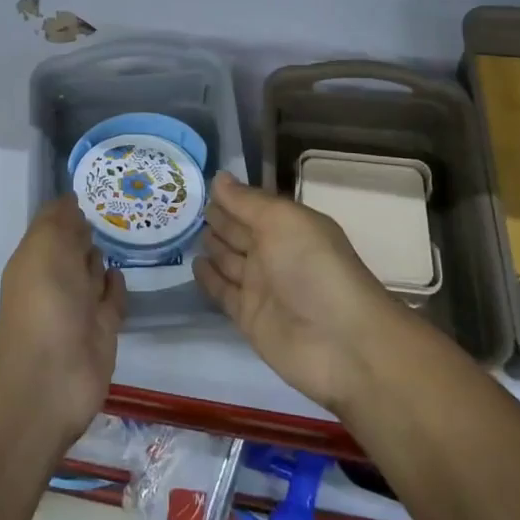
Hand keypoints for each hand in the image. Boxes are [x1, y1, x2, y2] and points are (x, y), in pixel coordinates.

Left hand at [0, 198, 125, 443]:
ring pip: (93, 275)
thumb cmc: (44, 299)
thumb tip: (72, 198)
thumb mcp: (46, 244)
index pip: (55, 226)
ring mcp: (80, 309)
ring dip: (103, 257)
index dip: (71, 209)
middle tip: (118, 206)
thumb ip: (60, 219)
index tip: (98, 186)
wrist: (51, 374)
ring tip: (126, 233)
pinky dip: (115, 286)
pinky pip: (111, 302)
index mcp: (36, 258)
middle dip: (89, 232)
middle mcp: (56, 281)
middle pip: (74, 250)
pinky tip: (123, 271)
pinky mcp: (103, 332)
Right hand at [194, 172, 402, 413]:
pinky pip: (223, 292)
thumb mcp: (282, 221)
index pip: (252, 205)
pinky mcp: (249, 317)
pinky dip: (208, 278)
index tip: (194, 180)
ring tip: (179, 227)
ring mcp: (261, 286)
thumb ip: (247, 201)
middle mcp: (274, 252)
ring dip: (210, 244)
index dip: (228, 194)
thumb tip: (219, 178)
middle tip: (179, 202)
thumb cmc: (314, 267)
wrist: (340, 341)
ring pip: (229, 259)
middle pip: (239, 231)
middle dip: (215, 217)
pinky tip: (193, 263)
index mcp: (288, 225)